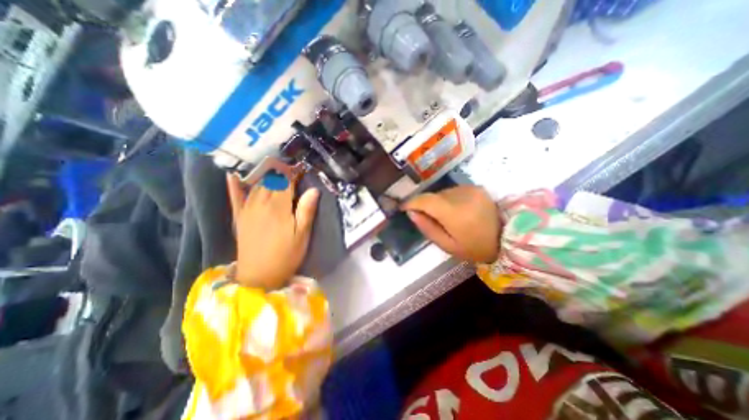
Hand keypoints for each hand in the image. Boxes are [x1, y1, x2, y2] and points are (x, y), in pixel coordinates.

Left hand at [226, 175, 318, 290]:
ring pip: (256, 185)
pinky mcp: (239, 217)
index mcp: (278, 207)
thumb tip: (313, 190)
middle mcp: (260, 203)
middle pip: (270, 180)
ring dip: (266, 174)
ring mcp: (247, 209)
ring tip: (274, 167)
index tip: (302, 167)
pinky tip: (233, 175)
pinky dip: (234, 185)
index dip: (294, 172)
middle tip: (291, 167)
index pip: (286, 182)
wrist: (259, 276)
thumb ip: (306, 211)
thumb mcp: (302, 235)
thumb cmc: (286, 255)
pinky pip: (234, 197)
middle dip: (281, 170)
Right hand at [401, 186, 498, 261]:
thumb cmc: (475, 248)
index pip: (426, 200)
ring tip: (444, 217)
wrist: (507, 238)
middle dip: (425, 205)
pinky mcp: (476, 187)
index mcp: (455, 213)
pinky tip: (455, 210)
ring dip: (437, 202)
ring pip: (442, 193)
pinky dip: (448, 199)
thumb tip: (411, 213)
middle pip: (433, 196)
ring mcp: (470, 189)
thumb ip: (427, 228)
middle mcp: (462, 196)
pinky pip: (453, 191)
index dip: (411, 202)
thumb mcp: (448, 246)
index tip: (403, 208)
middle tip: (426, 218)